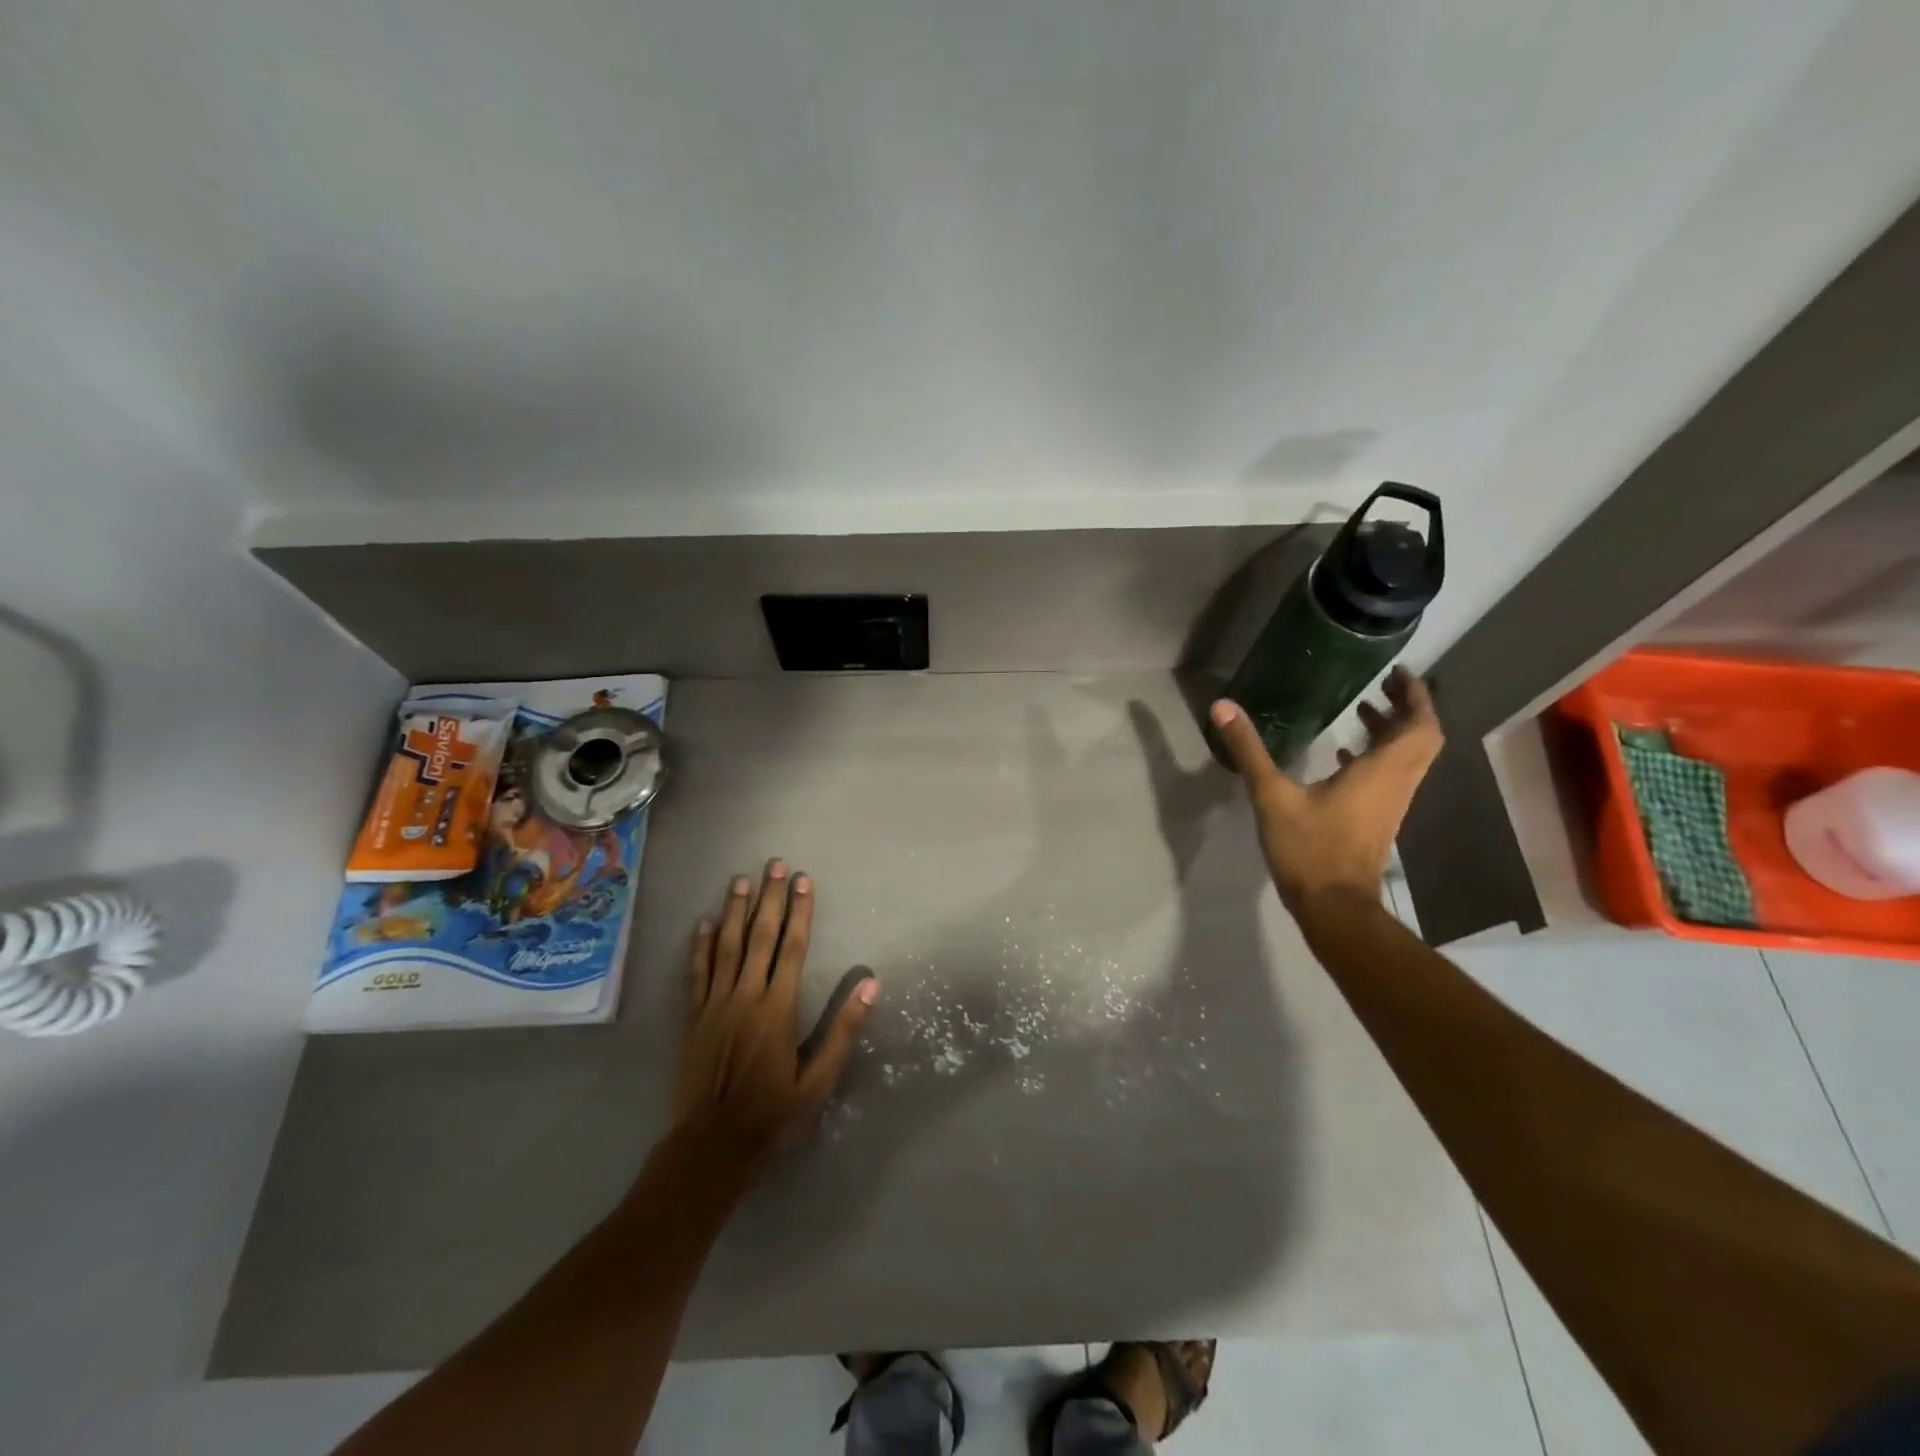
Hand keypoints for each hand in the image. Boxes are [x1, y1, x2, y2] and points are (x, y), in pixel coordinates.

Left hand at [672, 861, 877, 1167]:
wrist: (711, 1146)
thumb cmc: (772, 1114)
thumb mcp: (819, 1080)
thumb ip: (844, 1030)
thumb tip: (872, 985)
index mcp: (778, 1008)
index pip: (792, 947)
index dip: (800, 911)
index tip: (805, 880)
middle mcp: (745, 996)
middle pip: (760, 937)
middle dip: (770, 898)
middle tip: (775, 864)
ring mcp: (714, 1005)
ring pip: (725, 947)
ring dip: (734, 911)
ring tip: (741, 880)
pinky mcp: (692, 1019)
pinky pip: (696, 974)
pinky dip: (699, 947)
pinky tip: (703, 924)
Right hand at [1209, 667, 1442, 913]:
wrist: (1334, 906)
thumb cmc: (1309, 848)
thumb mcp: (1272, 796)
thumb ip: (1249, 751)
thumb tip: (1223, 707)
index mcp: (1381, 772)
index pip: (1419, 726)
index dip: (1415, 697)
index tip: (1399, 673)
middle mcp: (1395, 784)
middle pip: (1419, 739)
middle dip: (1406, 709)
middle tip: (1381, 686)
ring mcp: (1389, 805)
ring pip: (1406, 759)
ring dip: (1391, 732)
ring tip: (1361, 711)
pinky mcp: (1377, 820)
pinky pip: (1389, 777)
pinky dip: (1375, 757)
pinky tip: (1341, 756)